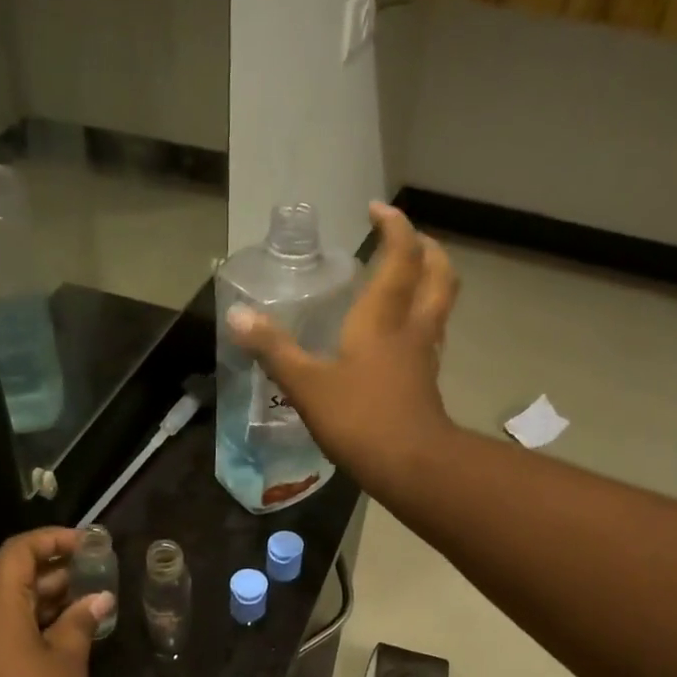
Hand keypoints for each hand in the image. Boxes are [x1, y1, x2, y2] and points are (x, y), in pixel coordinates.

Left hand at [0, 528, 111, 676]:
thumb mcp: (66, 667)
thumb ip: (80, 623)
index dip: (53, 540)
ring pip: (5, 609)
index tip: (91, 545)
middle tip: (100, 576)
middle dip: (56, 572)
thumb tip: (97, 598)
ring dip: (45, 602)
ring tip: (90, 606)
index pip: (17, 552)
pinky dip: (29, 628)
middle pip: (10, 579)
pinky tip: (64, 640)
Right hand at [227, 201, 457, 493]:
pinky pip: (430, 337)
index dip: (394, 227)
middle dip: (427, 249)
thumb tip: (237, 316)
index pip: (400, 256)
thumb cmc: (360, 418)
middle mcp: (412, 328)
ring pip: (439, 306)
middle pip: (438, 275)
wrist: (412, 466)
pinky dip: (420, 322)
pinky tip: (399, 337)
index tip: (378, 210)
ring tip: (406, 280)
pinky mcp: (426, 383)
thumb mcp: (307, 384)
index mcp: (383, 317)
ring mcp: (424, 357)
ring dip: (429, 283)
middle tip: (406, 239)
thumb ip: (273, 350)